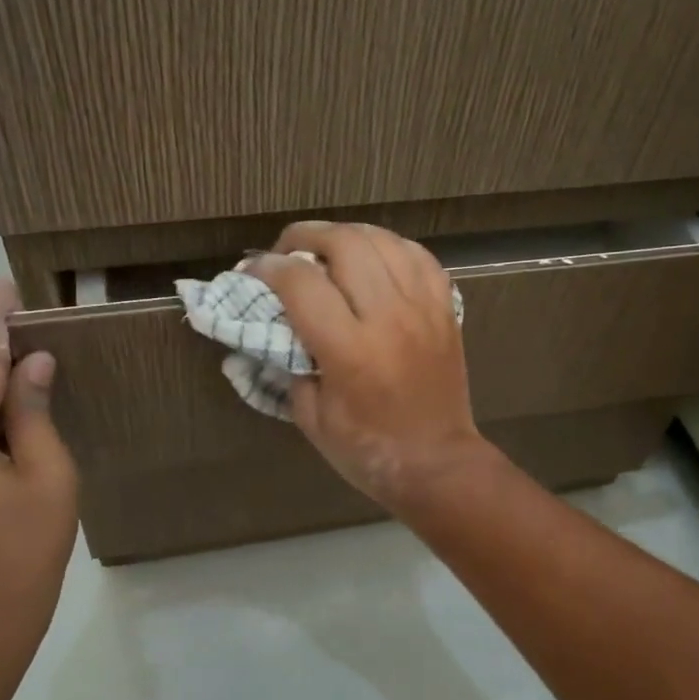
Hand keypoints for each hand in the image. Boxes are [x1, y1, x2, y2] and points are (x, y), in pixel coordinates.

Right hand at [247, 222, 491, 510]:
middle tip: (289, 252)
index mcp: (349, 351)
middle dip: (306, 236)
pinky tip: (373, 258)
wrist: (437, 463)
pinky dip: (389, 247)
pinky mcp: (444, 310)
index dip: (268, 267)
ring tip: (327, 251)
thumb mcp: (310, 418)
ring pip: (382, 240)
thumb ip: (289, 366)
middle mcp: (388, 318)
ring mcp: (422, 309)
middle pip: (344, 244)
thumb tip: (275, 326)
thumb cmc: (367, 450)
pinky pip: (418, 256)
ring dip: (346, 236)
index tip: (253, 270)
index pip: (301, 283)